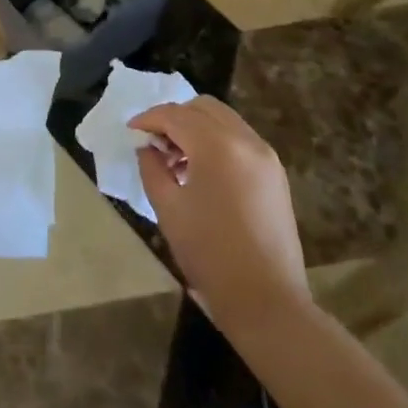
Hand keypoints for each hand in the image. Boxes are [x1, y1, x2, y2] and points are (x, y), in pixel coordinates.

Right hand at [133, 96, 309, 333]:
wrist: (265, 299)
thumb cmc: (209, 253)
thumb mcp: (168, 208)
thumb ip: (152, 168)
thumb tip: (147, 147)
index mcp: (217, 146)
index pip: (175, 115)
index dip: (149, 119)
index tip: (131, 131)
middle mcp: (245, 140)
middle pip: (203, 108)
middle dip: (175, 117)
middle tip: (155, 142)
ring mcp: (265, 155)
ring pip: (224, 120)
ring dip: (197, 128)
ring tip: (177, 160)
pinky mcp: (275, 173)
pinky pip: (240, 139)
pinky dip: (217, 142)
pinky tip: (202, 172)